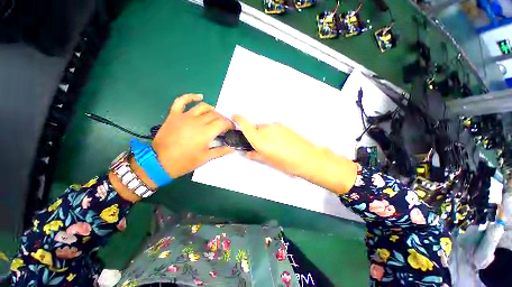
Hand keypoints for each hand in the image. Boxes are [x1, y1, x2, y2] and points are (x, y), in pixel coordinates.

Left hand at [152, 94, 233, 177]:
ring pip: (203, 107)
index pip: (223, 123)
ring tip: (215, 115)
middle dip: (222, 119)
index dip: (229, 124)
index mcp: (207, 132)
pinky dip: (191, 96)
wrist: (159, 162)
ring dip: (212, 110)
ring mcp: (185, 116)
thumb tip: (233, 149)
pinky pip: (182, 101)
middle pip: (215, 115)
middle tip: (223, 126)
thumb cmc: (185, 161)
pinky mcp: (174, 115)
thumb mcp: (205, 158)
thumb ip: (221, 151)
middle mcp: (198, 121)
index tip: (231, 129)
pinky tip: (199, 96)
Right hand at [232, 115, 320, 175]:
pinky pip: (273, 128)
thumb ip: (255, 155)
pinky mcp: (284, 125)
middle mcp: (267, 130)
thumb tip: (248, 153)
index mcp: (260, 140)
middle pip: (255, 128)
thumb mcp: (268, 161)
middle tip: (261, 146)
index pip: (245, 124)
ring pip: (264, 128)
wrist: (308, 158)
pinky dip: (272, 133)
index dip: (238, 119)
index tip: (234, 117)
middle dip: (255, 135)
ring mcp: (276, 126)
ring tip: (274, 146)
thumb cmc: (288, 163)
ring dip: (264, 135)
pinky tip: (281, 143)